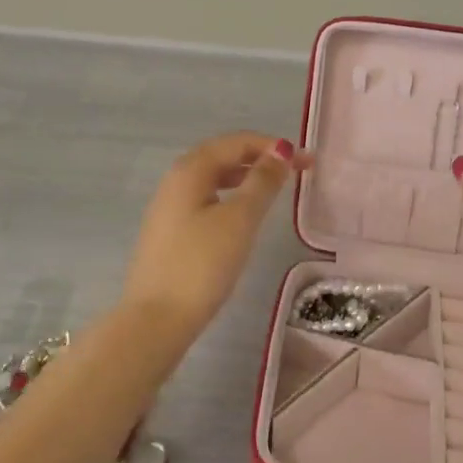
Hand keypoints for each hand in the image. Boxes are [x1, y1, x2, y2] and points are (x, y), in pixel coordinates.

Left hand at [123, 131, 309, 330]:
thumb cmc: (202, 264)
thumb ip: (262, 182)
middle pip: (223, 155)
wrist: (156, 320)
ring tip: (273, 189)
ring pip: (213, 178)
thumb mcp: (240, 219)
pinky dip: (230, 196)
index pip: (237, 142)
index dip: (273, 147)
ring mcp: (169, 206)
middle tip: (295, 172)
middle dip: (260, 158)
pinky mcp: (169, 231)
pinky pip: (205, 198)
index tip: (306, 161)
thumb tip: (280, 151)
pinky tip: (242, 215)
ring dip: (245, 176)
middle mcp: (175, 179)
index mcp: (191, 169)